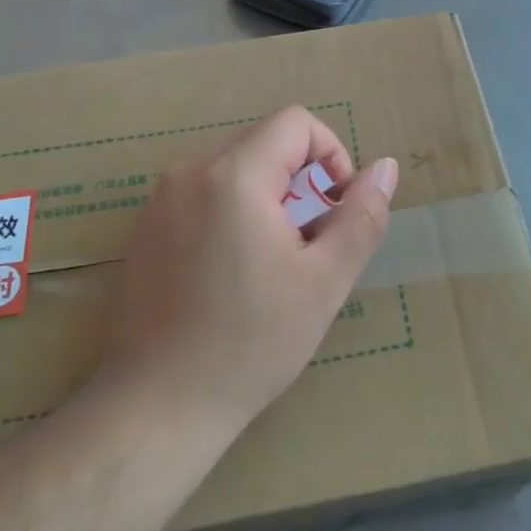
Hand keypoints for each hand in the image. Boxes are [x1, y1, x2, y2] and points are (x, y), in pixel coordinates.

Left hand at [98, 106, 398, 435]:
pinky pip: (202, 193)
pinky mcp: (144, 227)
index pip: (296, 123)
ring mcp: (160, 198)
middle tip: (307, 245)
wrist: (157, 407)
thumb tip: (386, 168)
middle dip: (298, 181)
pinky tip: (230, 274)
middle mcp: (190, 170)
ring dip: (266, 198)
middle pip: (264, 143)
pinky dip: (231, 212)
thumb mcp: (325, 281)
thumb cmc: (251, 343)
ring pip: (234, 168)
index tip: (334, 208)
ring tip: (271, 263)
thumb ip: (361, 216)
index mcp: (234, 174)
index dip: (330, 154)